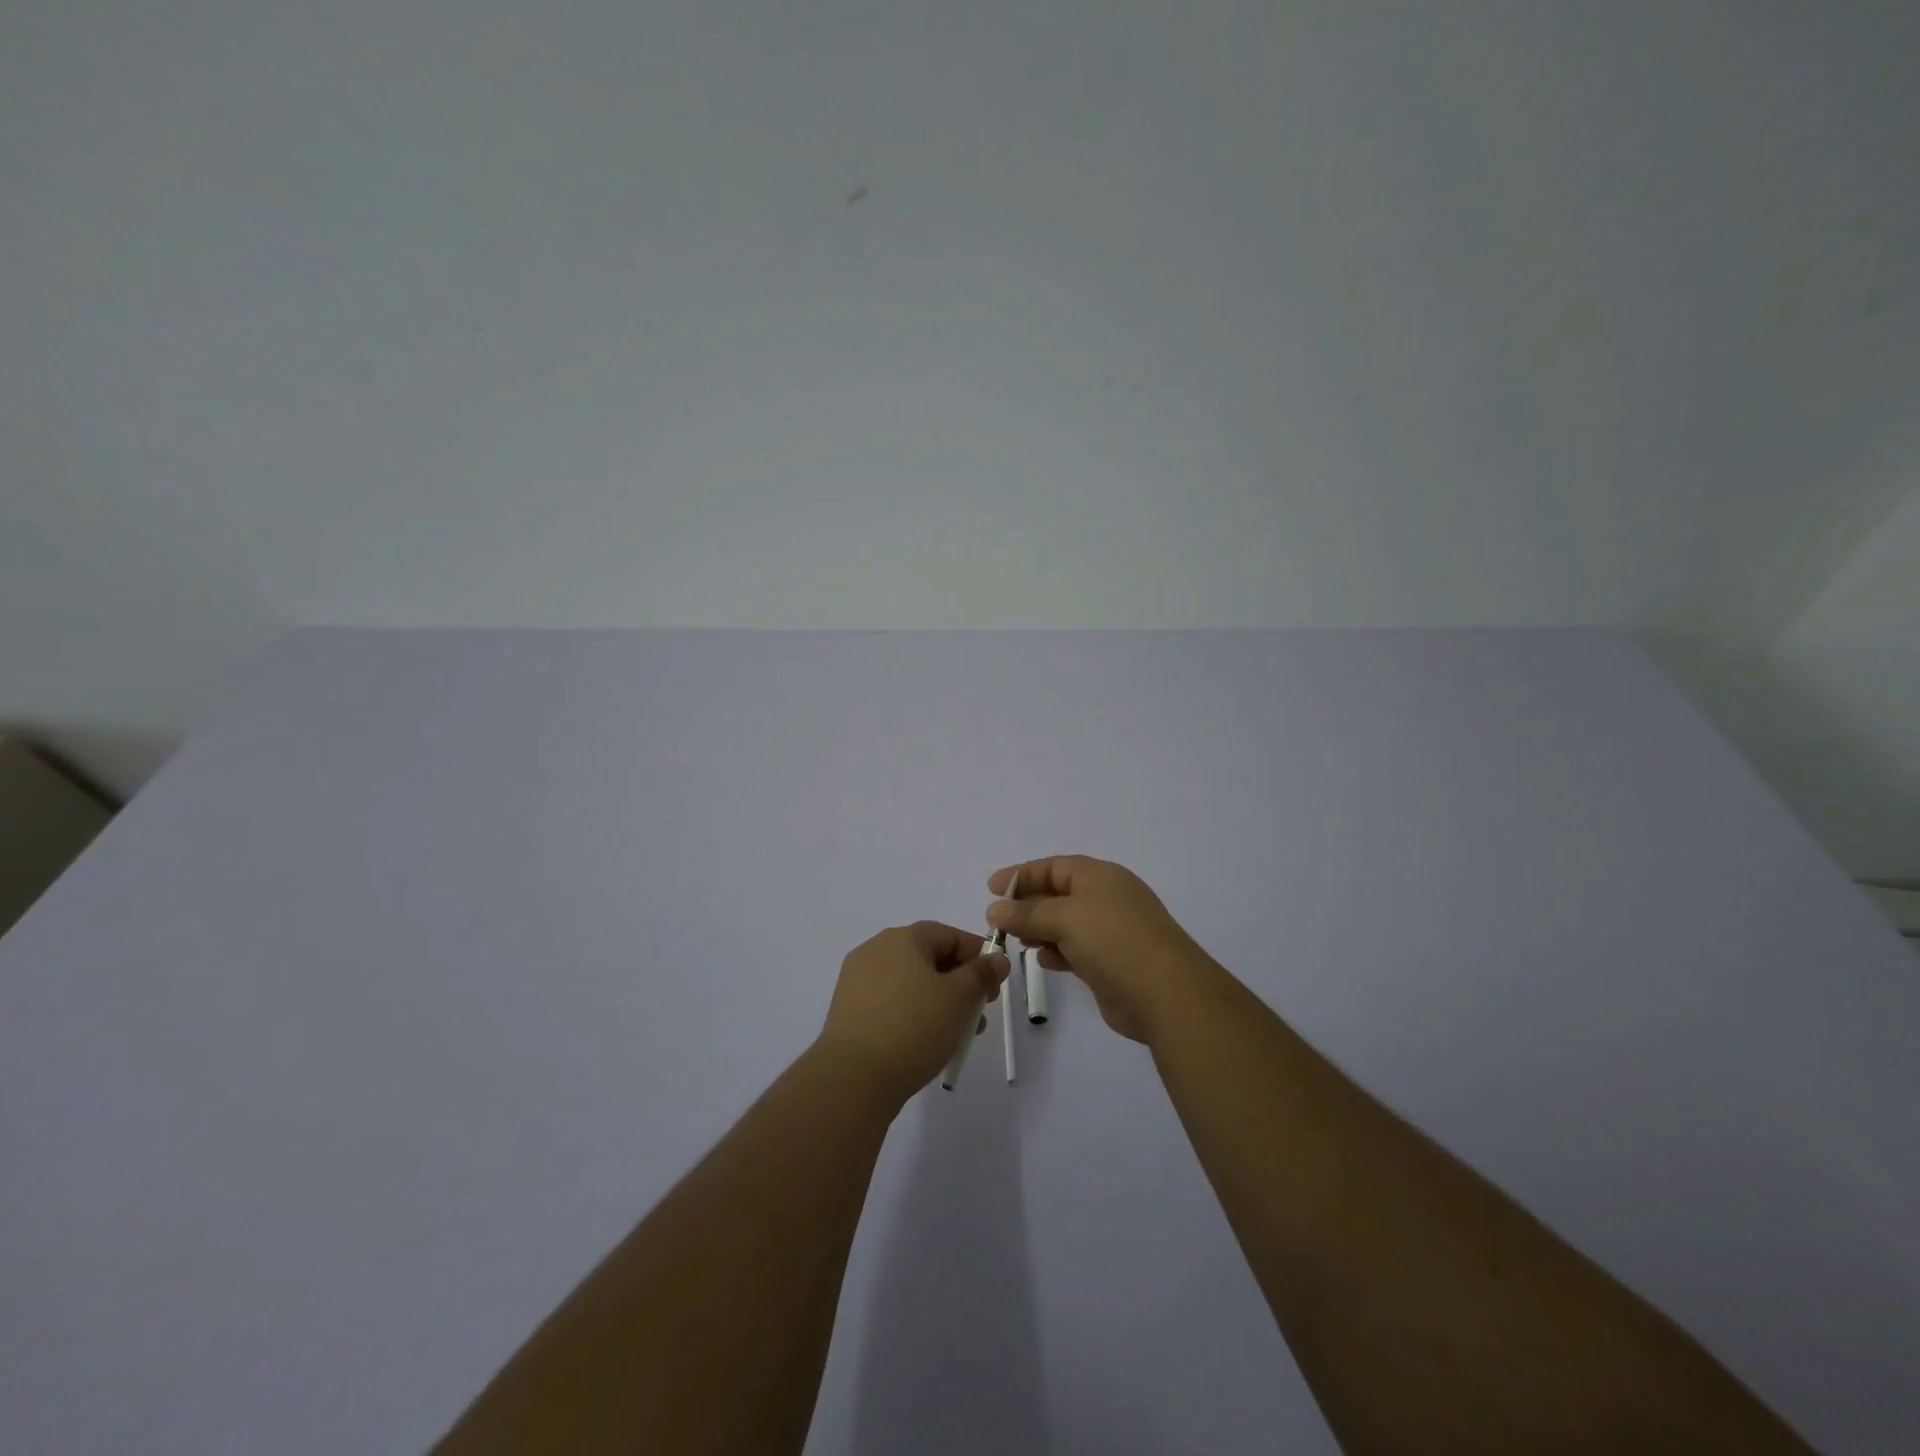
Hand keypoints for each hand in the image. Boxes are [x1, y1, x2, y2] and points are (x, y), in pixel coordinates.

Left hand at [816, 922, 1010, 1106]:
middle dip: (960, 982)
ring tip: (956, 1035)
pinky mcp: (848, 1010)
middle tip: (978, 1013)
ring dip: (939, 1001)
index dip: (978, 956)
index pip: (950, 935)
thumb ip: (982, 974)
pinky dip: (913, 1013)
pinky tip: (925, 1041)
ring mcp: (858, 980)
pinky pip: (891, 1002)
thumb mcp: (960, 998)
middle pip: (929, 957)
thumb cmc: (914, 1027)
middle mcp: (876, 949)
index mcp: (903, 938)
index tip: (995, 985)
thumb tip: (996, 959)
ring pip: (911, 982)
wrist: (853, 1078)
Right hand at [986, 856, 1211, 1041]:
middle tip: (998, 921)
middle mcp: (1105, 899)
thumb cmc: (1114, 940)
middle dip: (1027, 905)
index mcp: (1100, 876)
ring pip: (1064, 923)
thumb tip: (994, 909)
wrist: (1166, 993)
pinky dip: (1056, 951)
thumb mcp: (1066, 917)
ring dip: (1039, 930)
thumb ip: (1027, 913)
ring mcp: (1109, 932)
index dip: (1022, 875)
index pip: (1053, 867)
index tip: (992, 889)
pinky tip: (1043, 960)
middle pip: (1057, 894)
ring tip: (1016, 940)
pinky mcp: (1109, 962)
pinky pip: (1074, 949)